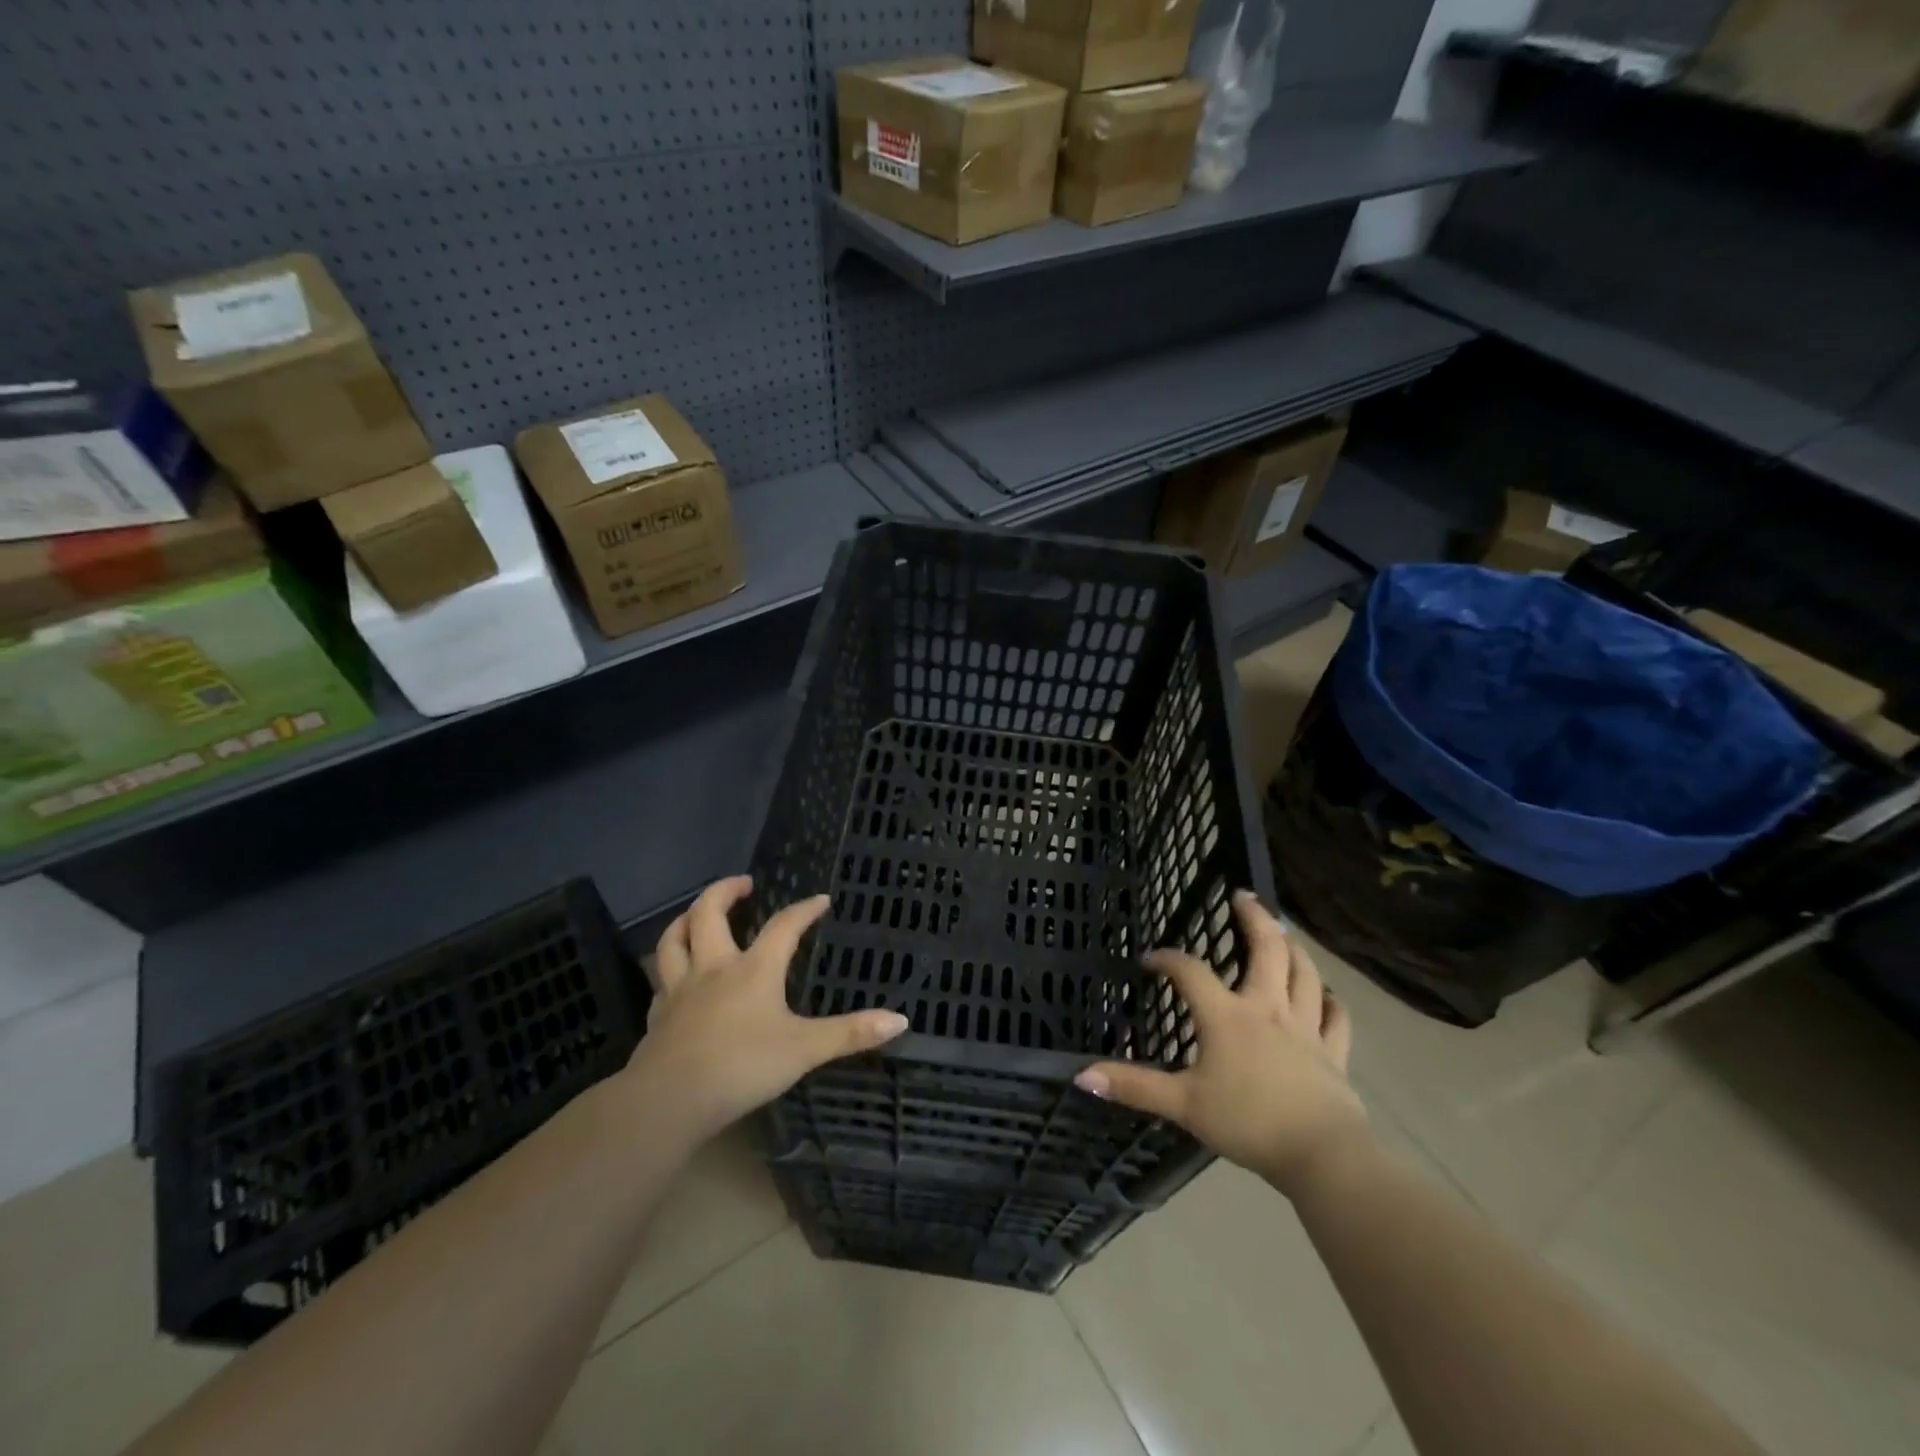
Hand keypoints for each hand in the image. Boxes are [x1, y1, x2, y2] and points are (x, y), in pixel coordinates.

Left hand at [622, 875, 907, 1146]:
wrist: (668, 1101)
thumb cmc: (742, 1067)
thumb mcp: (805, 1050)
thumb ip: (850, 1033)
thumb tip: (901, 1020)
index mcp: (753, 969)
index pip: (783, 926)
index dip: (804, 910)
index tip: (820, 900)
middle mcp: (714, 968)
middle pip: (709, 913)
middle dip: (725, 891)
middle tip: (744, 883)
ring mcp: (680, 991)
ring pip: (674, 940)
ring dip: (686, 919)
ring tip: (699, 913)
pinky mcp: (658, 1017)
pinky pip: (661, 981)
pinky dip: (670, 970)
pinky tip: (677, 978)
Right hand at [1074, 892, 1369, 1198]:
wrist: (1321, 1155)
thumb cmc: (1247, 1123)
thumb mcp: (1183, 1105)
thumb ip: (1135, 1087)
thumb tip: (1081, 1075)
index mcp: (1227, 1016)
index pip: (1191, 972)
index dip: (1168, 959)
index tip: (1151, 959)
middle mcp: (1268, 1009)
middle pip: (1267, 950)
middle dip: (1255, 918)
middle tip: (1244, 896)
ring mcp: (1306, 1028)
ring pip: (1305, 975)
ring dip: (1294, 949)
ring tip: (1283, 932)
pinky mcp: (1333, 1053)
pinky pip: (1336, 1018)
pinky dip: (1331, 1001)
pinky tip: (1327, 994)